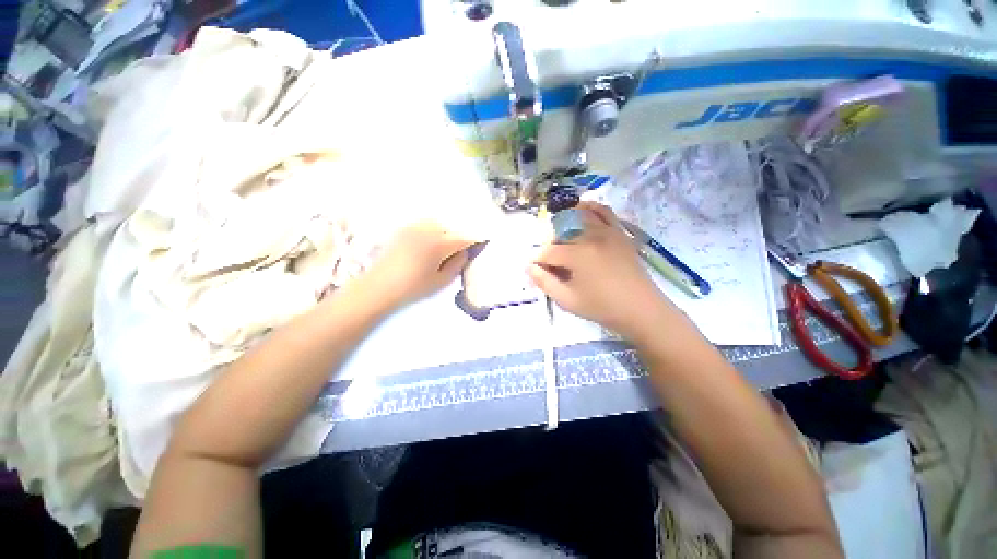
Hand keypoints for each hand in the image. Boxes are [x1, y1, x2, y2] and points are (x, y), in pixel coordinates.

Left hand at [364, 222, 474, 307]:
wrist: (379, 287)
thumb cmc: (413, 287)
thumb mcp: (441, 281)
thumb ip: (457, 264)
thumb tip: (464, 252)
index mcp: (439, 245)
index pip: (464, 238)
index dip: (475, 239)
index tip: (483, 241)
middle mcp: (428, 231)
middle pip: (452, 227)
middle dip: (460, 235)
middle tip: (464, 246)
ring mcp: (414, 227)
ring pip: (439, 222)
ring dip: (447, 230)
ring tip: (447, 242)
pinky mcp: (404, 229)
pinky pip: (425, 223)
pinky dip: (433, 228)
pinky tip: (431, 239)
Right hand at [528, 202, 675, 338]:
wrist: (641, 309)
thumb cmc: (602, 308)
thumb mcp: (568, 300)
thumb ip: (545, 282)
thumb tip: (529, 267)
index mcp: (578, 255)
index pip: (548, 251)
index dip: (537, 260)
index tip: (533, 268)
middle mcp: (591, 237)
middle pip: (560, 232)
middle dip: (548, 244)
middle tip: (548, 260)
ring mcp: (608, 231)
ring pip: (578, 216)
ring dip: (564, 223)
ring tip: (560, 238)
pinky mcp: (619, 232)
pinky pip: (603, 211)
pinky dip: (589, 208)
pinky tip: (580, 211)